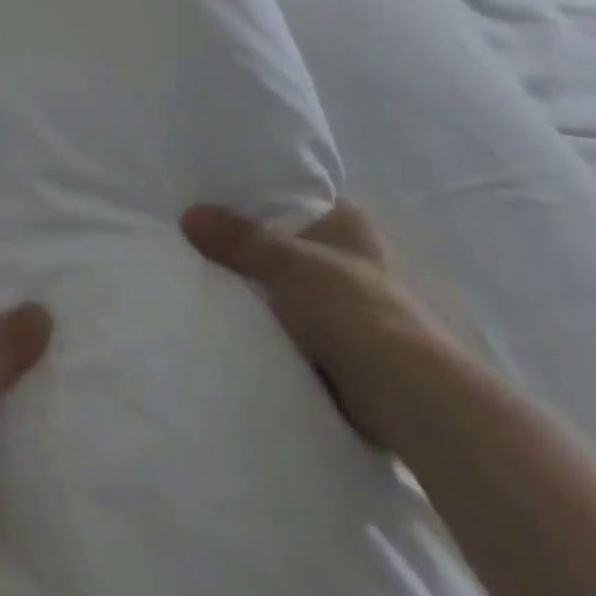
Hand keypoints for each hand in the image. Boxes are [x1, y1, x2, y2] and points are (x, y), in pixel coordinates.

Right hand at [181, 199, 456, 450]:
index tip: (215, 202)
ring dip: (263, 291)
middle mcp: (352, 256)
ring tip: (208, 279)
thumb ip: (238, 239)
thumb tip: (188, 215)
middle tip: (202, 242)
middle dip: (253, 249)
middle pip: (287, 243)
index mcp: (348, 221)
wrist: (407, 397)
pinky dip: (273, 327)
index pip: (294, 198)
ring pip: (290, 287)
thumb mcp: (287, 263)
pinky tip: (237, 323)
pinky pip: (295, 326)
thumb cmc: (352, 308)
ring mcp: (351, 303)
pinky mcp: (346, 346)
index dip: (257, 199)